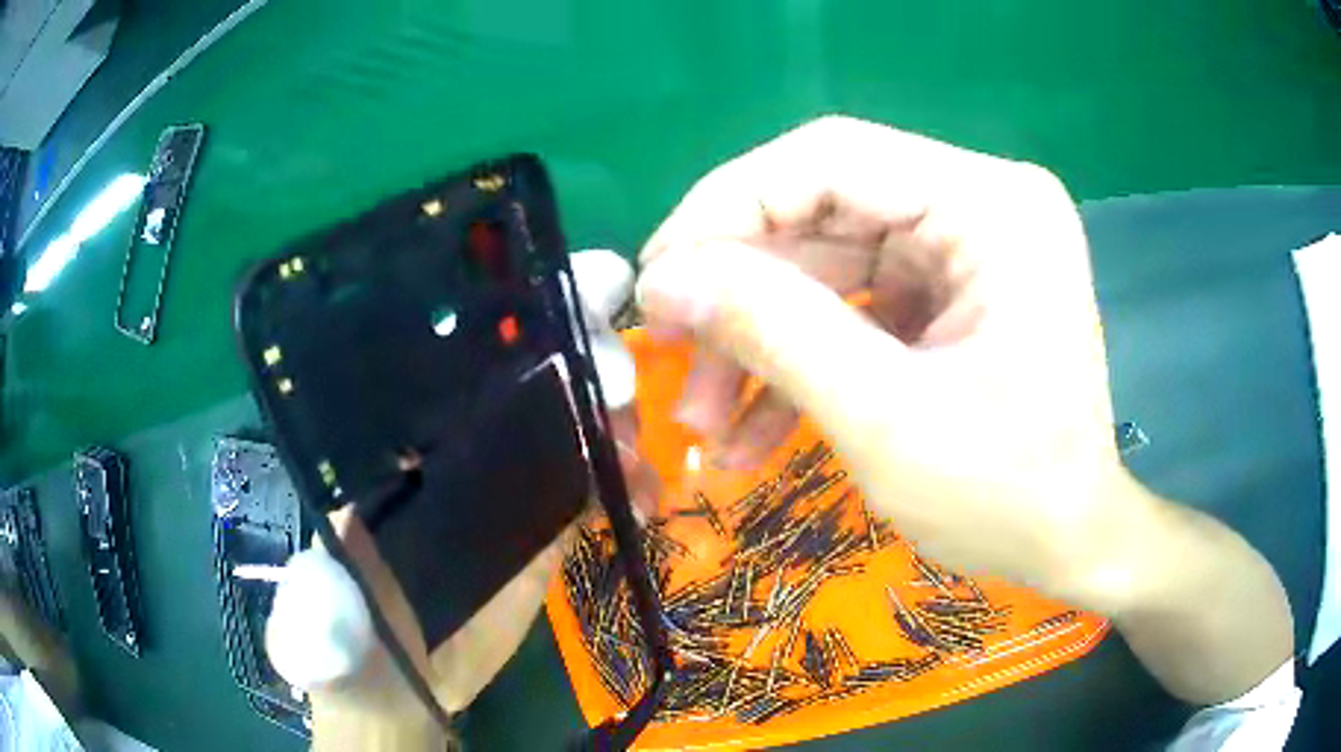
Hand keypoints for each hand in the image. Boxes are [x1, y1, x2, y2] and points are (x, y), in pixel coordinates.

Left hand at [264, 250, 646, 743]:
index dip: (505, 307)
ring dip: (613, 408)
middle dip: (578, 345)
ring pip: (570, 407)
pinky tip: (647, 495)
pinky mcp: (543, 520)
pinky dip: (630, 471)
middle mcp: (448, 437)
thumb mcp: (321, 633)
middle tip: (615, 381)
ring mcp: (503, 475)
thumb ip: (319, 620)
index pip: (447, 345)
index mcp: (389, 436)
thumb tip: (323, 603)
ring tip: (633, 448)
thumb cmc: (348, 653)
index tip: (564, 288)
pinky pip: (597, 474)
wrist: (403, 694)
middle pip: (524, 359)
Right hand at [637, 115, 1122, 599]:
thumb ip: (774, 332)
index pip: (830, 158)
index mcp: (992, 207)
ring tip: (703, 422)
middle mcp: (982, 203)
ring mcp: (968, 246)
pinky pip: (855, 304)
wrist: (1070, 544)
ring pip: (827, 265)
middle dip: (740, 292)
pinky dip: (802, 362)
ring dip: (761, 341)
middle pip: (824, 211)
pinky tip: (751, 432)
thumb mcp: (886, 420)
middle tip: (669, 356)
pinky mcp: (951, 290)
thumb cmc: (1007, 498)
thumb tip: (665, 279)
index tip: (656, 278)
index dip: (727, 207)